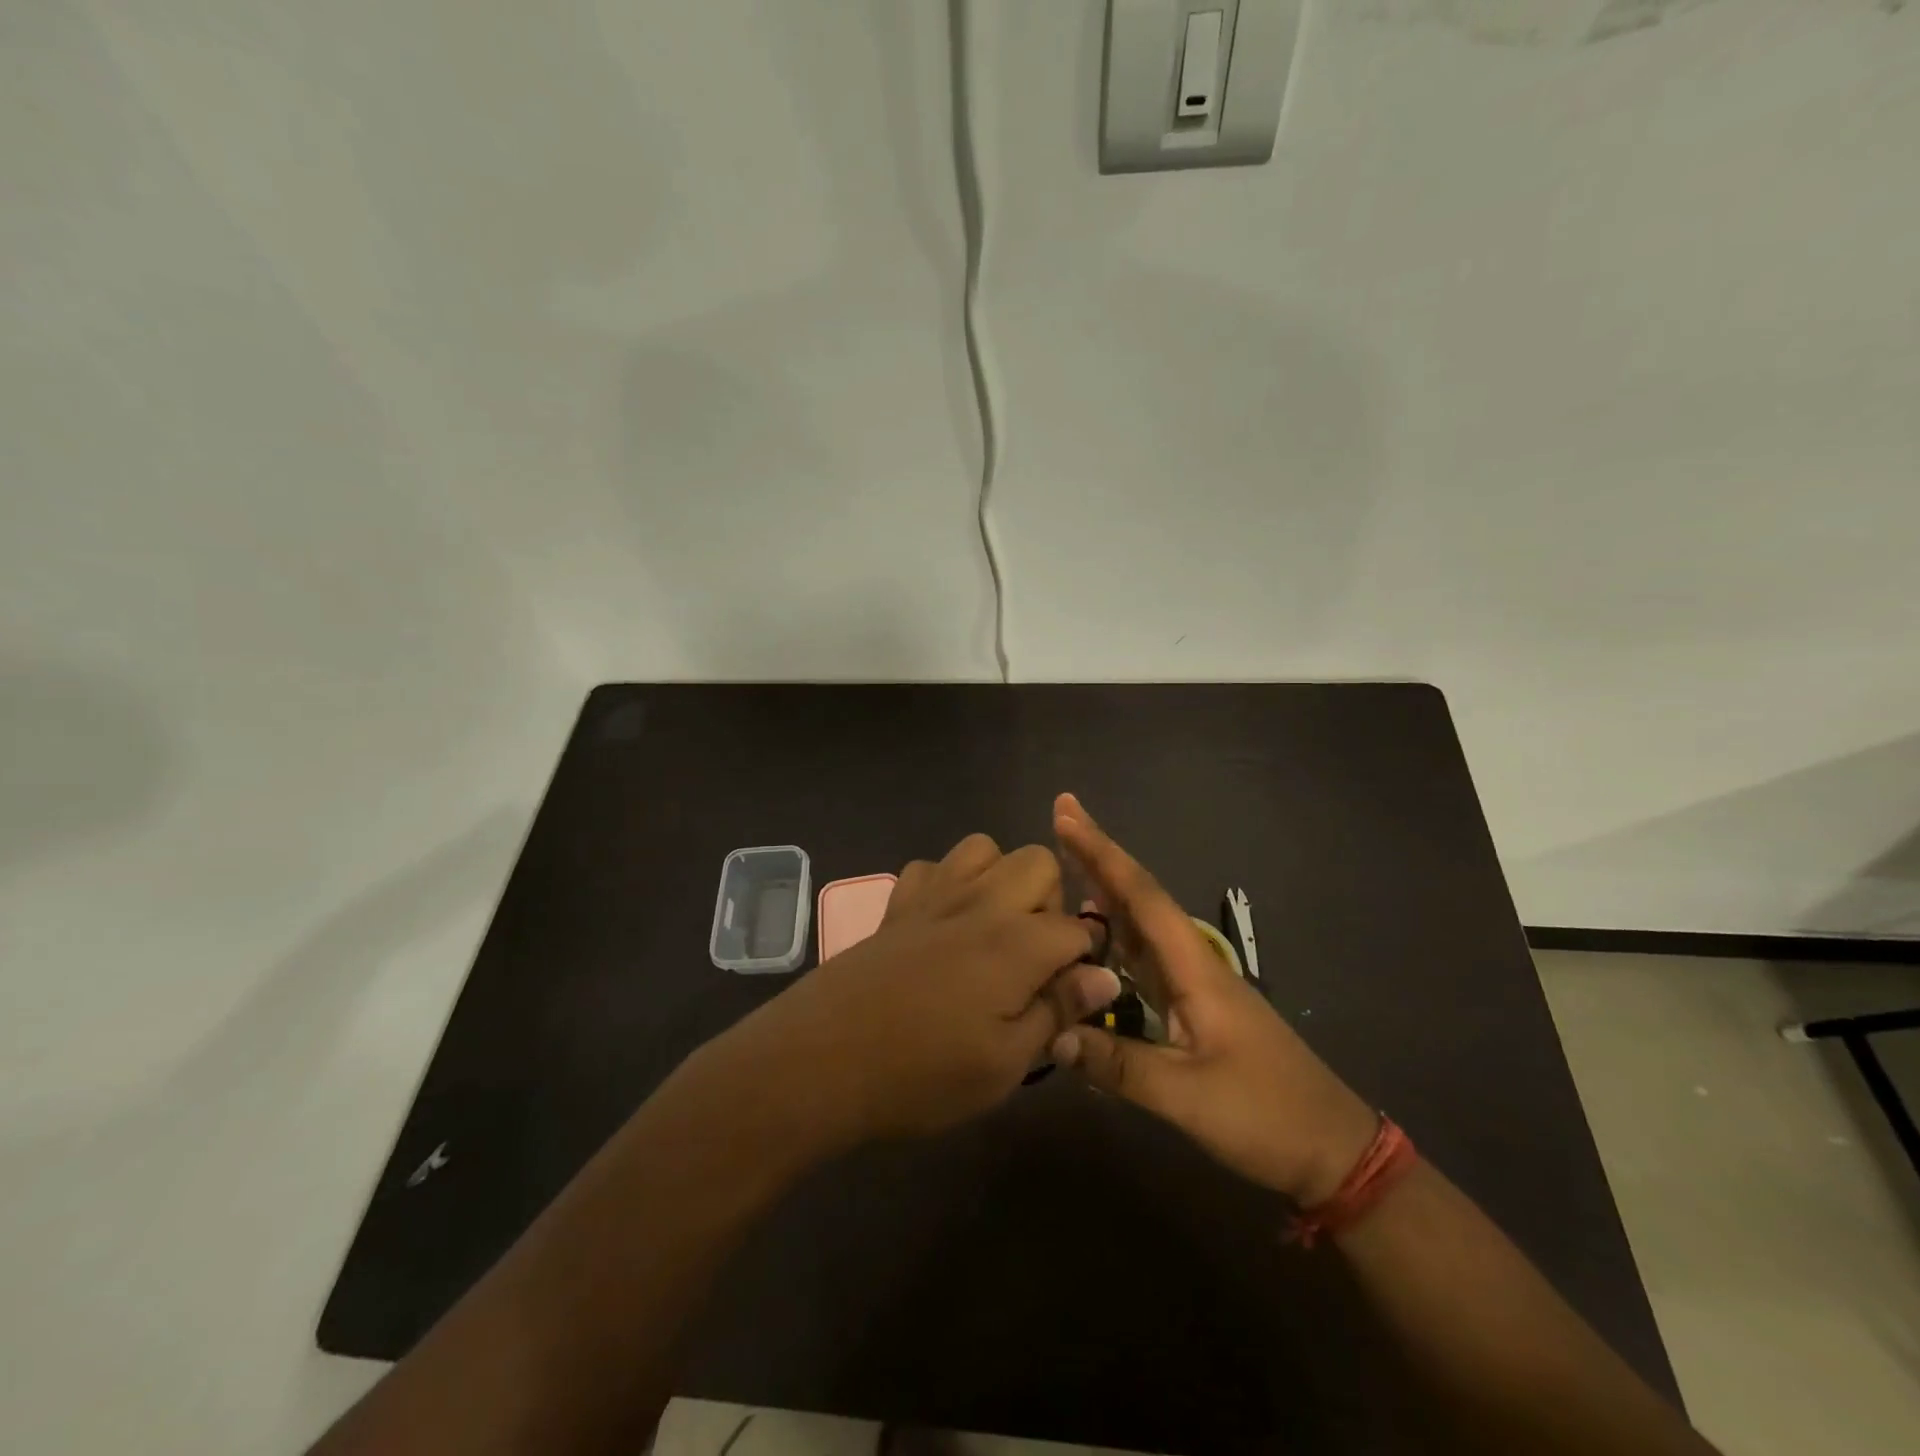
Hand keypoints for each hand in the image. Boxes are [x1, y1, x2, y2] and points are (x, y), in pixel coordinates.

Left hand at [736, 833, 1120, 1144]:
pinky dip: (947, 883)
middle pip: (1038, 862)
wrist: (819, 1061)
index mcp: (1015, 942)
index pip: (1077, 928)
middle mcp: (980, 902)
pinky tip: (940, 924)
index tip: (1072, 993)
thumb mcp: (1004, 1064)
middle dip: (1050, 901)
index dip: (1085, 959)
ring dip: (1000, 879)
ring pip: (984, 848)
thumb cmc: (920, 1075)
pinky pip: (931, 866)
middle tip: (1033, 957)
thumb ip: (1057, 1011)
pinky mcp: (896, 904)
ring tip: (992, 930)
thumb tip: (1105, 976)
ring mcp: (933, 895)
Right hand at [1050, 794, 1378, 1205]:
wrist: (1330, 1148)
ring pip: (1140, 925)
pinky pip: (1142, 958)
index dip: (1101, 853)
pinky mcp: (1192, 1008)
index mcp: (1194, 968)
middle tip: (1060, 818)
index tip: (1067, 814)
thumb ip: (1119, 1065)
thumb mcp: (1188, 1097)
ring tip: (1064, 865)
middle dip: (1099, 857)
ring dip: (1104, 890)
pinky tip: (1093, 936)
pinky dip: (1114, 934)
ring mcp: (1193, 985)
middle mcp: (1192, 963)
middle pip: (1139, 898)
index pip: (1141, 896)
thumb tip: (1052, 1037)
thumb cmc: (1265, 1115)